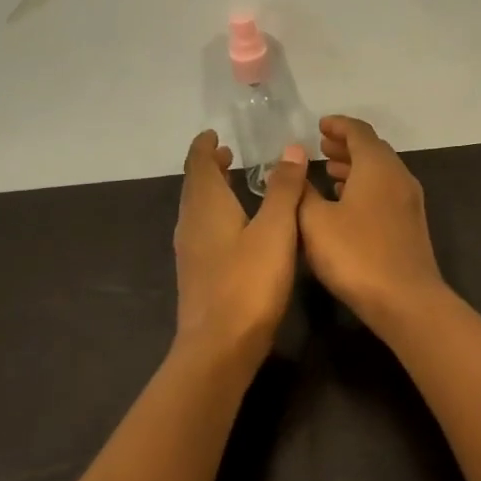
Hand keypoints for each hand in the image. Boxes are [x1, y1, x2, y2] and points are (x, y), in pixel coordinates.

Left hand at [173, 131, 309, 363]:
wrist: (219, 347)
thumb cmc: (249, 282)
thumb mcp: (276, 230)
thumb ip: (283, 189)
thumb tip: (289, 149)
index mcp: (206, 207)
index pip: (198, 165)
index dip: (204, 147)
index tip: (213, 134)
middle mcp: (191, 224)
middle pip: (195, 186)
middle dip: (208, 167)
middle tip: (227, 153)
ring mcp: (191, 252)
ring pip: (198, 210)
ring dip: (212, 191)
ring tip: (233, 183)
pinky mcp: (198, 274)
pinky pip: (203, 231)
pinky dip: (216, 215)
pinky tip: (237, 228)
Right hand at [297, 116, 448, 330]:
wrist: (406, 300)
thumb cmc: (356, 254)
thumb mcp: (315, 222)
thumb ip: (301, 191)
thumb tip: (291, 166)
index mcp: (377, 166)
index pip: (359, 131)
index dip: (337, 125)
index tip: (319, 126)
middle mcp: (398, 176)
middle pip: (373, 150)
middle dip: (346, 146)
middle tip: (321, 148)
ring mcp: (409, 201)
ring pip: (380, 173)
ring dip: (356, 168)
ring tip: (330, 173)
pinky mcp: (411, 225)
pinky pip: (386, 192)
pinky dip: (366, 188)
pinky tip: (347, 204)